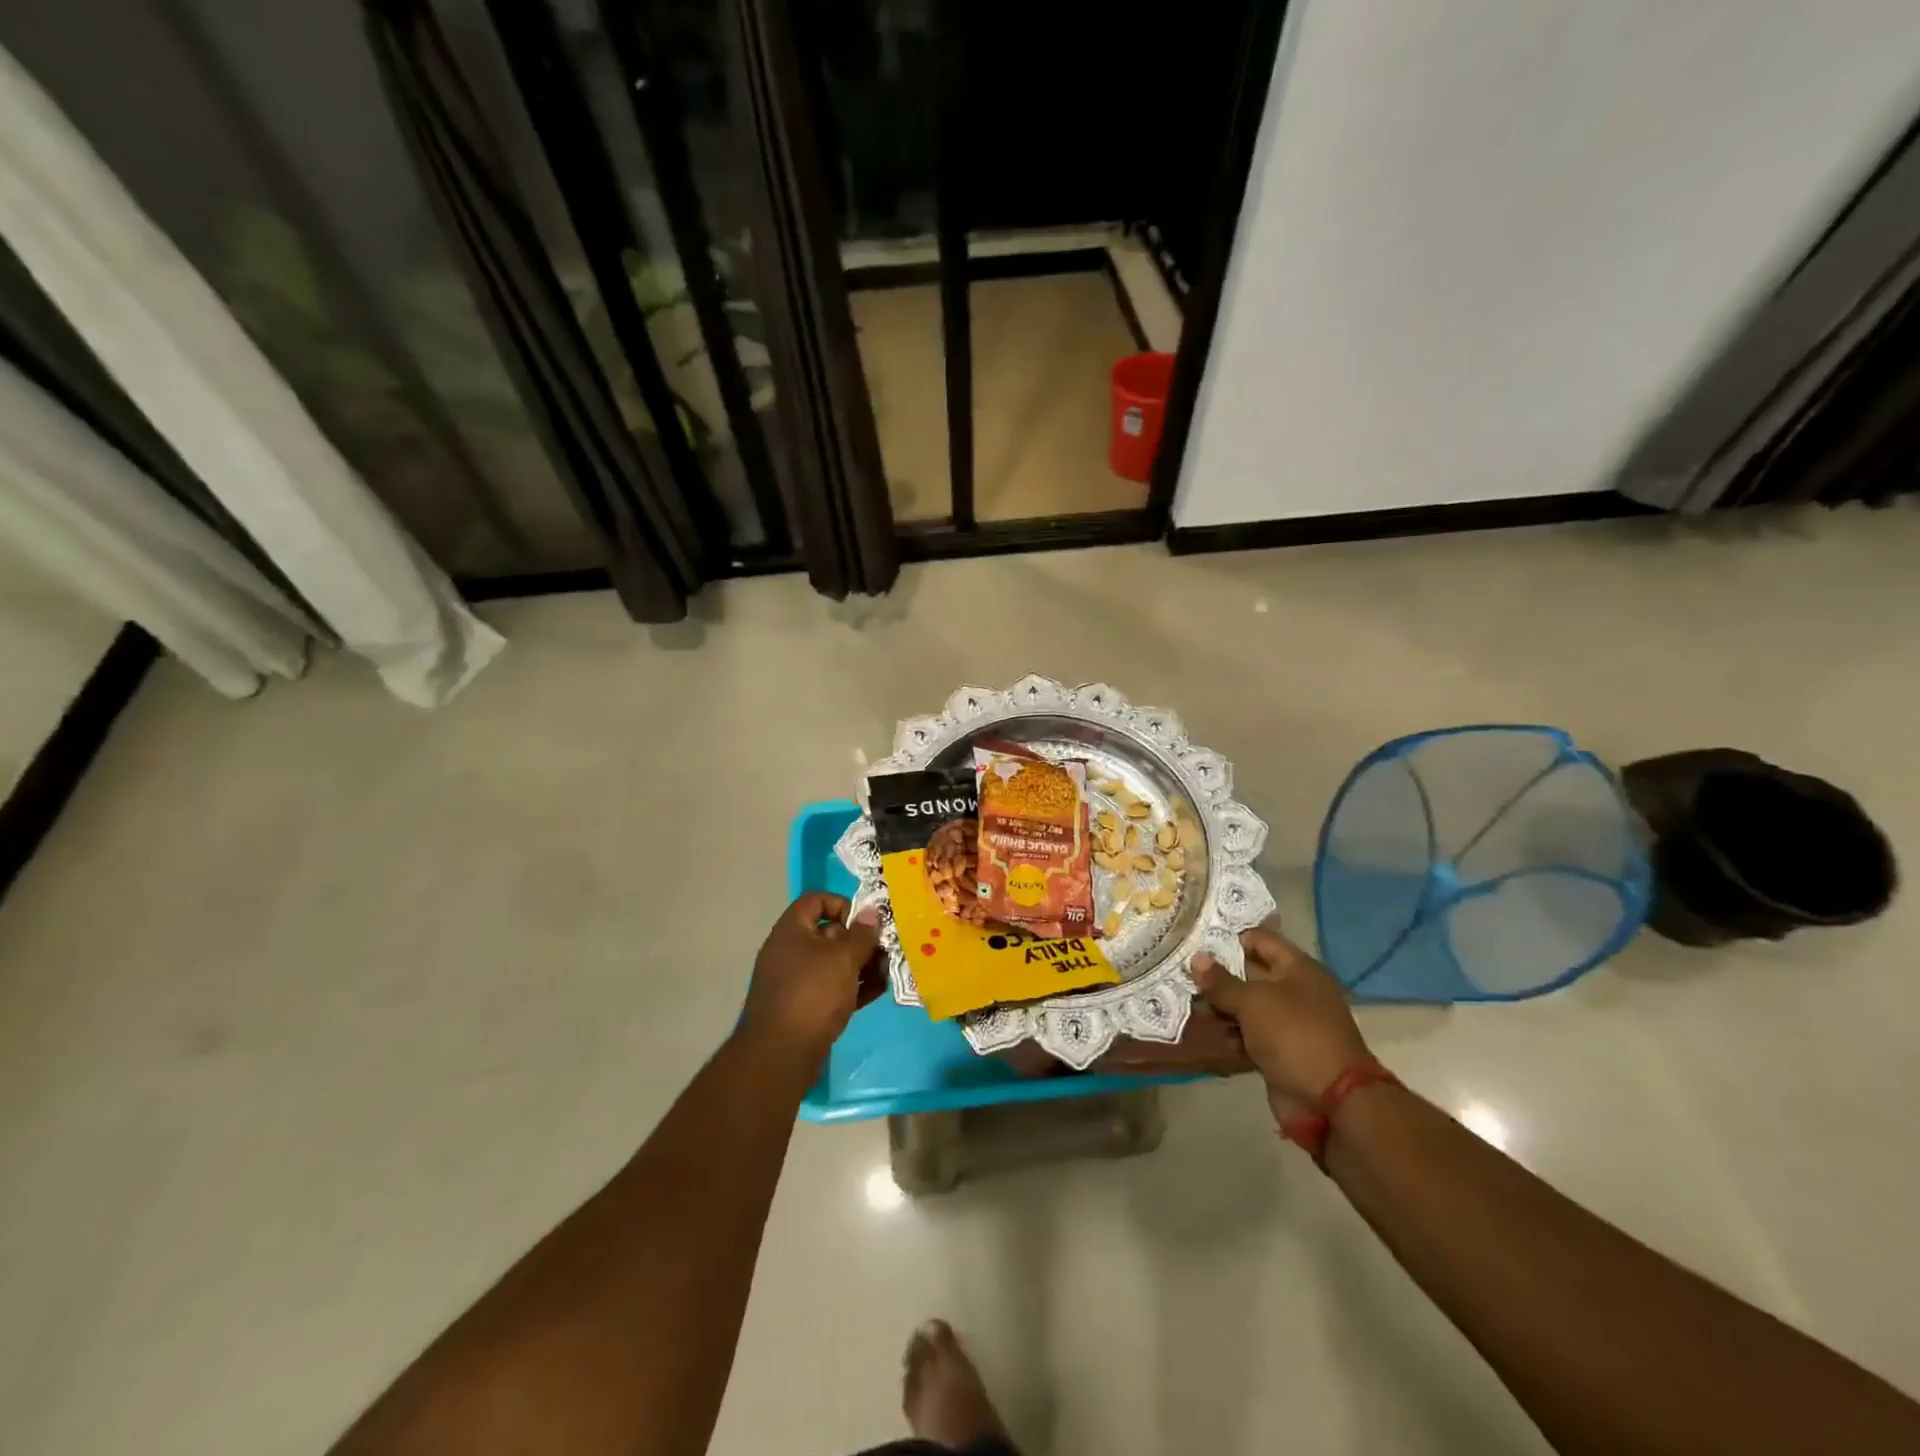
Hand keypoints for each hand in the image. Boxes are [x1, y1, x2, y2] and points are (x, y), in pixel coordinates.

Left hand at [741, 893, 883, 1069]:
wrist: (780, 1055)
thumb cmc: (813, 994)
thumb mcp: (844, 958)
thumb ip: (862, 934)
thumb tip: (873, 912)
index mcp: (792, 930)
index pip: (816, 900)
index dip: (842, 904)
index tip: (864, 923)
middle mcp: (790, 951)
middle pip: (829, 933)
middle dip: (860, 940)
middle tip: (885, 950)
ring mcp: (795, 980)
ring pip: (833, 963)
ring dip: (861, 965)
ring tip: (886, 972)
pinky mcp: (803, 1007)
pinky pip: (831, 988)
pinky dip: (853, 987)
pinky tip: (877, 991)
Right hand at [1189, 927, 1372, 1124]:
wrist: (1329, 1102)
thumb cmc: (1294, 1035)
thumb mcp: (1253, 1002)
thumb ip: (1221, 981)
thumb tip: (1196, 958)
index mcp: (1298, 969)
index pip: (1260, 939)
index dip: (1229, 937)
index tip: (1195, 938)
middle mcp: (1294, 991)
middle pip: (1249, 973)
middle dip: (1217, 973)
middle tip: (1180, 970)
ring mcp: (1287, 1023)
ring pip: (1245, 1005)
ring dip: (1219, 1005)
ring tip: (1186, 1002)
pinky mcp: (1278, 1050)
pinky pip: (1247, 1033)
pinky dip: (1228, 1032)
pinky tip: (1203, 1031)